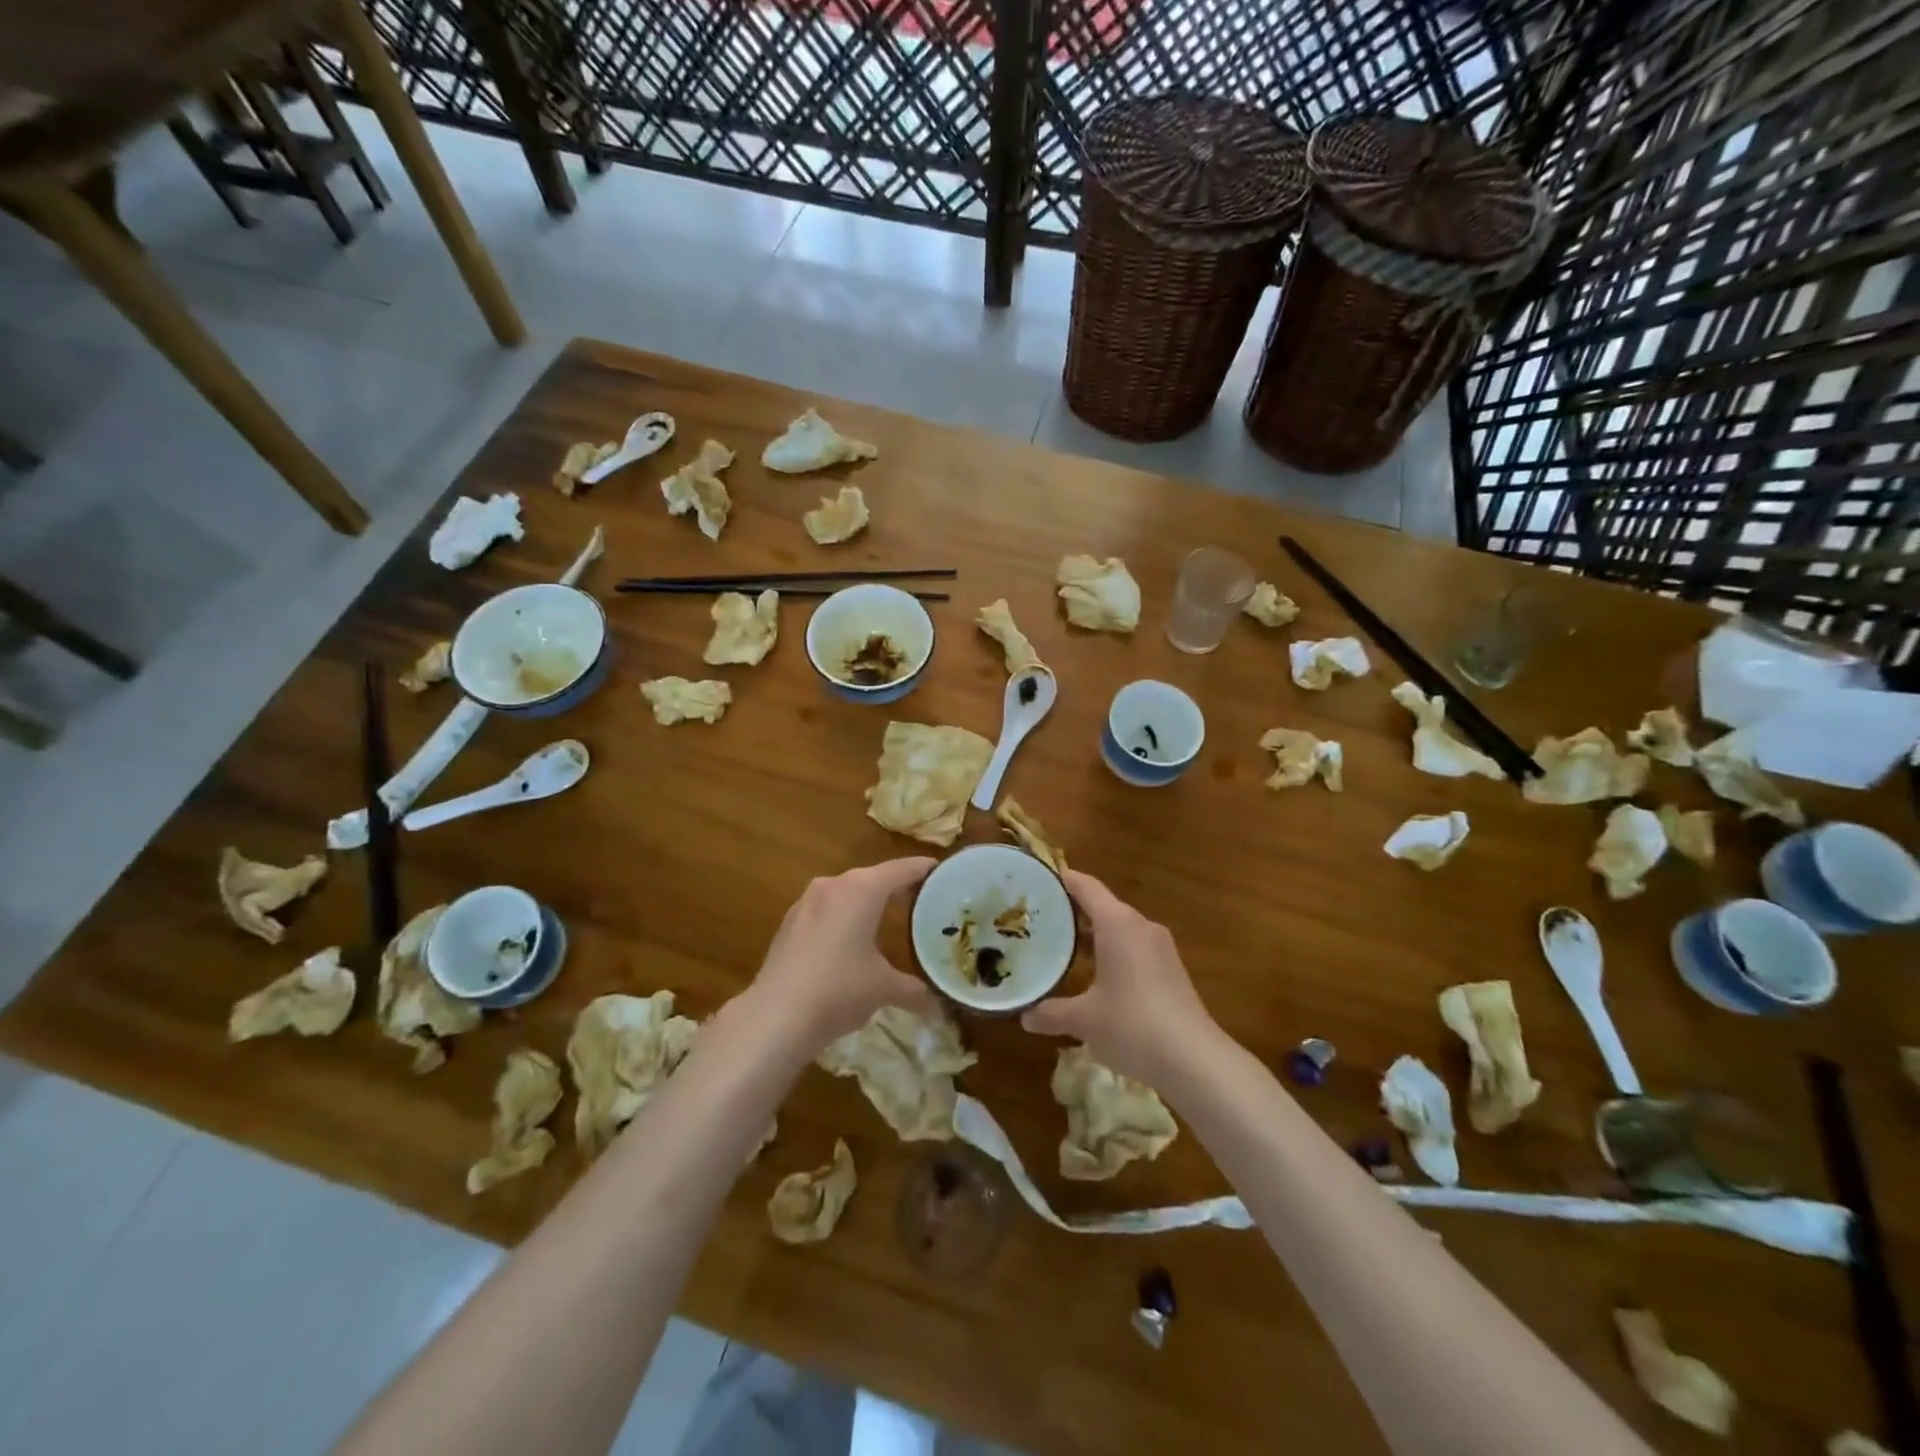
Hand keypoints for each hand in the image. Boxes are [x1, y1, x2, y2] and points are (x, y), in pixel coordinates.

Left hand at [749, 858, 936, 1053]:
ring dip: (866, 904)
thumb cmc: (839, 990)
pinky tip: (849, 943)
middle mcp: (833, 885)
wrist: (775, 1017)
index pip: (901, 869)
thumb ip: (913, 989)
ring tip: (886, 920)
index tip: (943, 872)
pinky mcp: (788, 924)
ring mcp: (806, 903)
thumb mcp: (884, 989)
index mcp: (862, 889)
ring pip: (846, 894)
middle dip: (896, 888)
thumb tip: (934, 1001)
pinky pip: (826, 912)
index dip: (924, 870)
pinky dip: (843, 920)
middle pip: (873, 878)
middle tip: (921, 901)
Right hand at [1021, 870, 1219, 1084]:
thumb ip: (1051, 1013)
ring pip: (1121, 929)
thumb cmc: (1132, 1025)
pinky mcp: (1172, 970)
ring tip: (1064, 947)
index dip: (1063, 880)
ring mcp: (1161, 948)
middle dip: (1074, 911)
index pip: (1086, 887)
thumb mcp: (1084, 1020)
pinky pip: (1135, 948)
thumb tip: (1024, 1017)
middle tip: (1042, 919)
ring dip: (1095, 935)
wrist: (1194, 1060)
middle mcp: (1141, 927)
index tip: (1039, 880)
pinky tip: (1098, 976)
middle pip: (1103, 905)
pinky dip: (1114, 952)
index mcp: (1118, 924)